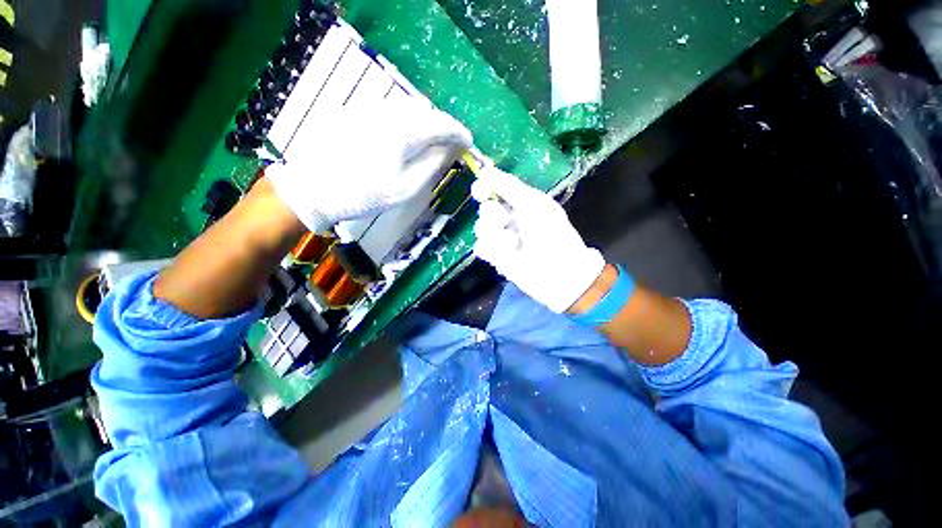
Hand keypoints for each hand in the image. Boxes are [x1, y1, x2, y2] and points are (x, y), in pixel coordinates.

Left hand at [267, 100, 471, 231]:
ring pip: (406, 108)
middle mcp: (385, 113)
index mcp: (401, 133)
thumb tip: (449, 149)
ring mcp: (366, 109)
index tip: (468, 141)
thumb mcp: (404, 188)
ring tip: (431, 139)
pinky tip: (405, 134)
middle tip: (451, 142)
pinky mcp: (353, 112)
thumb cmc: (363, 195)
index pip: (439, 124)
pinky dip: (405, 120)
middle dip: (442, 125)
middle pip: (424, 111)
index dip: (457, 132)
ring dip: (424, 121)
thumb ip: (431, 165)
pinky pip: (388, 110)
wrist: (312, 190)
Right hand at [471, 167, 605, 312]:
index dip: (484, 187)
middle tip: (504, 221)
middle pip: (484, 209)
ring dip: (495, 234)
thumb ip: (508, 186)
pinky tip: (507, 254)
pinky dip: (492, 250)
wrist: (557, 271)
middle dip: (493, 215)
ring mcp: (501, 238)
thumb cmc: (551, 233)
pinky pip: (481, 247)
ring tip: (512, 243)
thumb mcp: (533, 204)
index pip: (494, 189)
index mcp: (520, 203)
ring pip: (480, 228)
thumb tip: (485, 170)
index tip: (480, 190)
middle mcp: (509, 218)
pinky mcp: (496, 257)